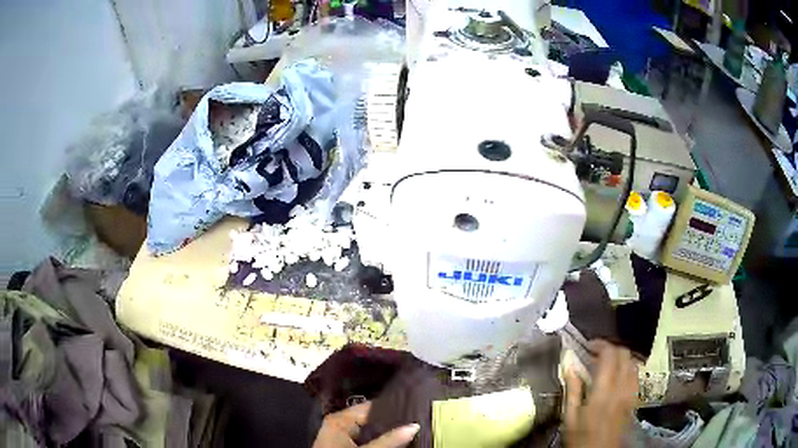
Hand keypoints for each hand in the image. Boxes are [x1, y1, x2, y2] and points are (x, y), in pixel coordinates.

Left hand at [312, 401, 419, 447]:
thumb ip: (389, 440)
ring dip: (387, 433)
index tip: (415, 410)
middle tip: (416, 421)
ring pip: (370, 431)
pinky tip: (395, 442)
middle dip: (392, 423)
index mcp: (340, 419)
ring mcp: (341, 436)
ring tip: (411, 430)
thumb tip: (414, 426)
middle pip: (371, 419)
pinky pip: (366, 439)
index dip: (393, 408)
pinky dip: (379, 440)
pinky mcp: (344, 445)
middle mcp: (340, 424)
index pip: (372, 407)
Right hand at [563, 340, 638, 447]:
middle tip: (595, 354)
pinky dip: (627, 368)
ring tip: (606, 364)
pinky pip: (635, 374)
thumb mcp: (570, 416)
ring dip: (620, 357)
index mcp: (603, 390)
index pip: (610, 354)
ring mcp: (631, 392)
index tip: (587, 346)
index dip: (600, 344)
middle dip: (611, 348)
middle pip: (624, 354)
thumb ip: (572, 389)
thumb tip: (569, 363)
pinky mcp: (634, 398)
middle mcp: (621, 387)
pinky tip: (617, 376)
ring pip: (632, 362)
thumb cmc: (581, 437)